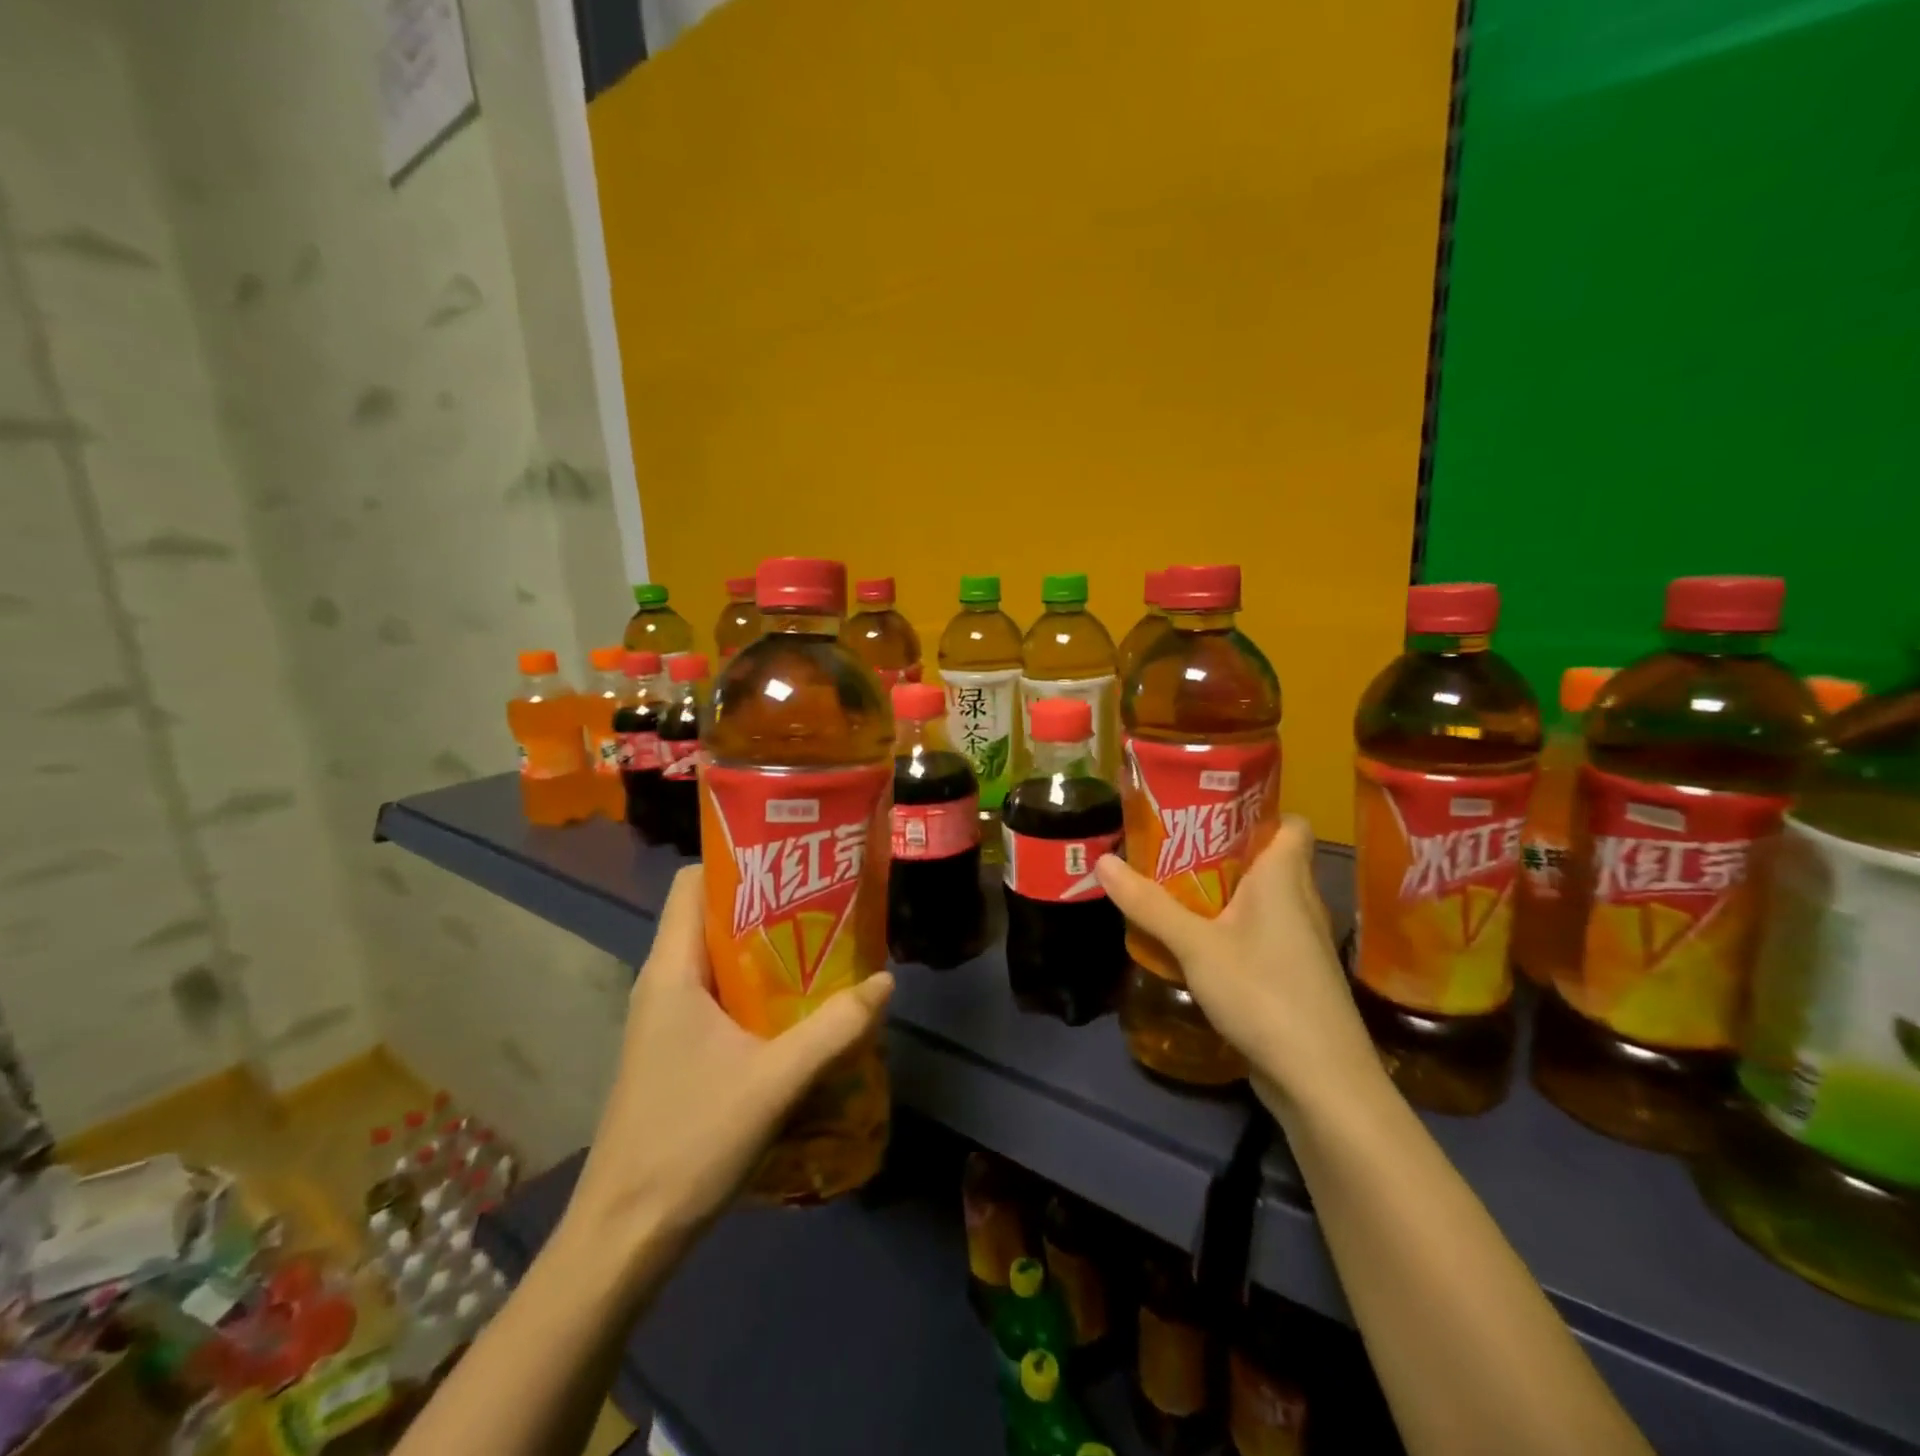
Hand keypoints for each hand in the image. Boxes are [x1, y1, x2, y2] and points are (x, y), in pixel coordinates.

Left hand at [564, 865, 892, 1273]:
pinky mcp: (676, 1050)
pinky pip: (719, 998)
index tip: (793, 861)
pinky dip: (757, 991)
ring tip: (824, 948)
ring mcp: (666, 1020)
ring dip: (767, 952)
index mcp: (671, 971)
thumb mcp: (775, 1082)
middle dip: (768, 905)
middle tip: (827, 903)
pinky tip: (800, 1009)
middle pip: (712, 918)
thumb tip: (885, 982)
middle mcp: (663, 984)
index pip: (692, 883)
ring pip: (720, 961)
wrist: (623, 1237)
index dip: (738, 862)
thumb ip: (835, 1028)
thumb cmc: (689, 1143)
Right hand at [1096, 815, 1380, 1117]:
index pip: (1291, 823)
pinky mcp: (1293, 975)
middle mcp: (1300, 901)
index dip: (1258, 810)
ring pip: (1262, 899)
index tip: (1211, 809)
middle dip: (1222, 849)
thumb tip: (1102, 861)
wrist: (1321, 1080)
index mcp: (1285, 878)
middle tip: (1172, 845)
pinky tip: (1195, 940)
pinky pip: (1260, 933)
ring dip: (1223, 891)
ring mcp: (1300, 942)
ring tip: (1174, 886)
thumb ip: (1149, 904)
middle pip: (1267, 859)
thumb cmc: (1264, 993)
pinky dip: (1231, 928)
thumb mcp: (1195, 946)